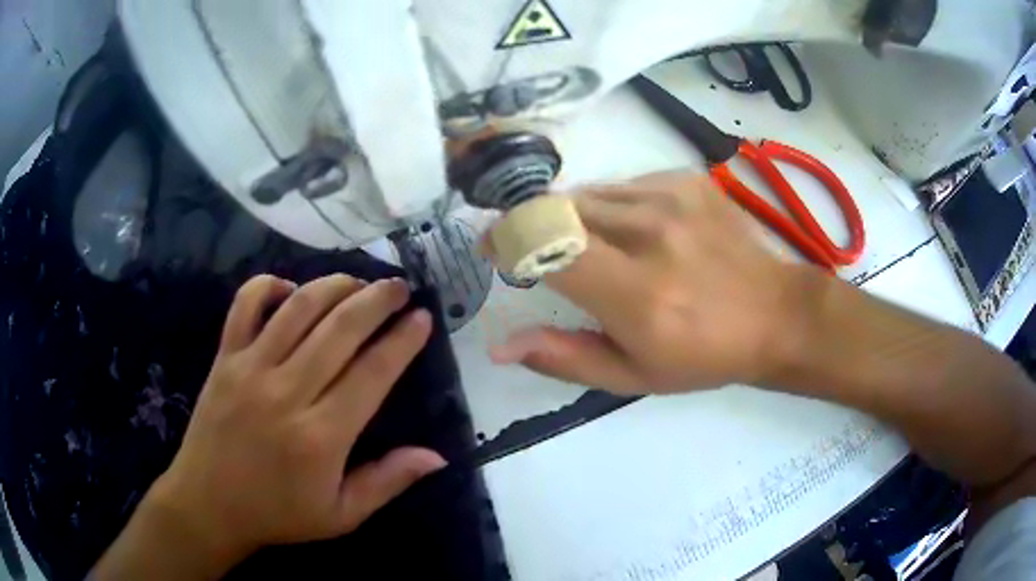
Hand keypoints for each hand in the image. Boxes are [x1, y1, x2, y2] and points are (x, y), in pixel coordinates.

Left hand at [130, 275, 443, 574]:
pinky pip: (245, 305)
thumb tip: (437, 456)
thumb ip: (388, 482)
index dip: (402, 340)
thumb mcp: (342, 515)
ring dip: (334, 285)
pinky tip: (289, 289)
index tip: (423, 317)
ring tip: (358, 281)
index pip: (372, 373)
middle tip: (400, 287)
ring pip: (298, 308)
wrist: (208, 504)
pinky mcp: (224, 358)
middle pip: (340, 329)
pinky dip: (268, 286)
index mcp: (321, 436)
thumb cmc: (278, 514)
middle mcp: (287, 392)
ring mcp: (250, 369)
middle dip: (377, 300)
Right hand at [488, 172, 812, 393]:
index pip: (543, 242)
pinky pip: (623, 185)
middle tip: (547, 256)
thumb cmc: (704, 355)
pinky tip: (639, 233)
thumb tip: (500, 345)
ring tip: (599, 249)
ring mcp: (671, 197)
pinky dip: (612, 207)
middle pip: (558, 208)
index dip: (506, 238)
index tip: (495, 248)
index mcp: (635, 293)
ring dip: (574, 219)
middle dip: (536, 228)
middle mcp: (649, 234)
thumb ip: (564, 357)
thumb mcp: (633, 374)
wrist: (775, 313)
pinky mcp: (686, 179)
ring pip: (588, 193)